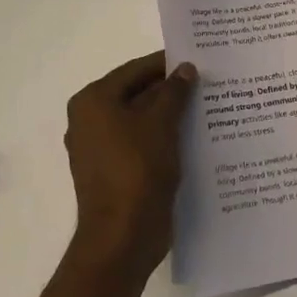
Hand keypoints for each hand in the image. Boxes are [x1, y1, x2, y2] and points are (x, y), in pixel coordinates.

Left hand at [64, 51, 195, 277]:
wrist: (122, 238)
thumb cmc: (137, 169)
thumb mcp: (161, 123)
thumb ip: (174, 91)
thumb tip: (185, 68)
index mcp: (93, 101)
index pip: (136, 70)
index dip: (167, 64)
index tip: (198, 59)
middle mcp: (89, 120)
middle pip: (136, 93)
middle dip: (170, 90)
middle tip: (207, 82)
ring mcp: (100, 148)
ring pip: (140, 120)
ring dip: (169, 114)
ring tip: (206, 105)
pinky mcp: (113, 171)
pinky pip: (141, 143)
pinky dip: (163, 137)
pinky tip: (193, 135)